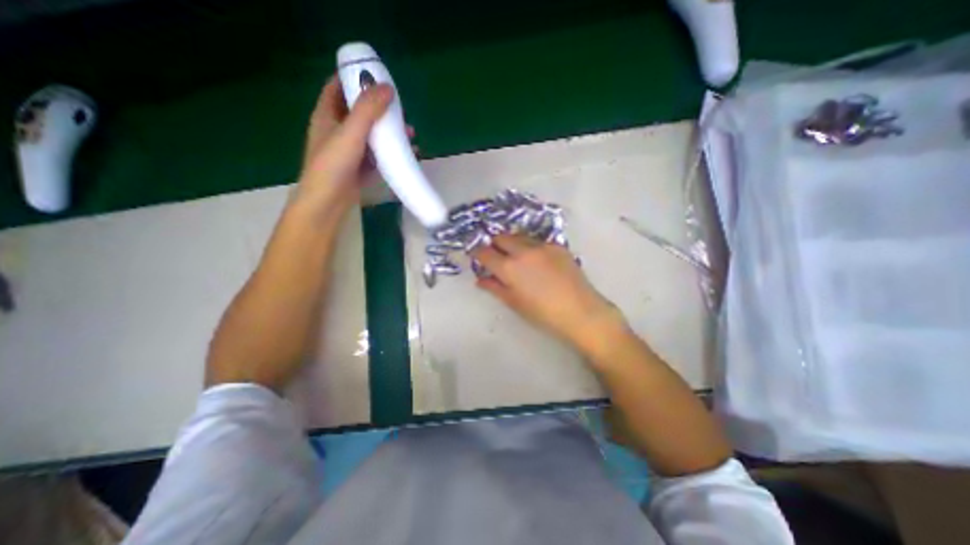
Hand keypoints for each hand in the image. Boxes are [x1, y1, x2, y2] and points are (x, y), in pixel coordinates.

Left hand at [291, 77, 393, 217]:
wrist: (328, 202)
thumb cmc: (333, 164)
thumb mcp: (351, 132)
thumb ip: (368, 110)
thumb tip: (388, 88)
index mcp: (327, 115)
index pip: (337, 87)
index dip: (353, 78)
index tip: (375, 77)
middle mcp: (337, 130)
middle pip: (359, 112)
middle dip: (380, 109)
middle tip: (400, 109)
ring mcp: (350, 151)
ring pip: (372, 135)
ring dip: (390, 132)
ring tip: (410, 134)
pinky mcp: (360, 168)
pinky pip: (378, 155)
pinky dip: (391, 152)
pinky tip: (407, 153)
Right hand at [471, 235, 624, 353]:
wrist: (580, 311)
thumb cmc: (542, 313)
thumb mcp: (514, 303)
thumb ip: (494, 287)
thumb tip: (480, 279)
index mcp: (509, 267)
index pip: (484, 252)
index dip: (477, 252)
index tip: (476, 255)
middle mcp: (523, 250)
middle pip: (501, 237)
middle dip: (495, 244)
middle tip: (497, 255)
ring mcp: (542, 245)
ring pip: (519, 236)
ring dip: (513, 243)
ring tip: (518, 257)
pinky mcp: (557, 245)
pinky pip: (537, 241)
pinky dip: (531, 247)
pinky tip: (538, 261)